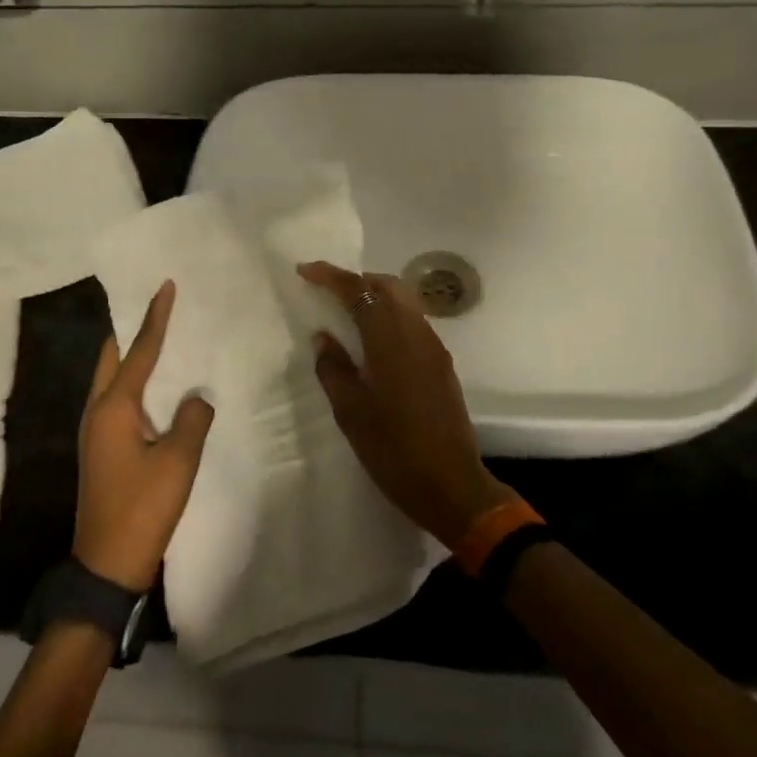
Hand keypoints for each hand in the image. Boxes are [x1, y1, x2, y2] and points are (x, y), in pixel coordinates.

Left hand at [74, 281, 214, 592]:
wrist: (107, 564)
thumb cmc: (143, 508)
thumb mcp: (178, 461)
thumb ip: (192, 419)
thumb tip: (196, 397)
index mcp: (114, 407)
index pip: (139, 350)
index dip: (155, 317)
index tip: (164, 286)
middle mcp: (98, 411)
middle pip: (112, 357)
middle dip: (131, 329)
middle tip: (155, 307)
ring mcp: (95, 431)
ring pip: (110, 379)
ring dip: (129, 356)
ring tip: (156, 337)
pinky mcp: (101, 449)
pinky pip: (115, 399)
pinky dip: (132, 381)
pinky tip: (154, 388)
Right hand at [299, 262, 512, 548]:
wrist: (452, 485)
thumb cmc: (394, 450)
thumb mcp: (351, 412)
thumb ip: (333, 368)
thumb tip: (323, 336)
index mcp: (390, 340)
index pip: (359, 292)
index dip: (330, 277)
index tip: (305, 271)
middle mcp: (416, 333)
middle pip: (387, 286)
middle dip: (355, 281)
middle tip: (326, 290)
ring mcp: (433, 347)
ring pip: (403, 302)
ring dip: (374, 297)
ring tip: (346, 312)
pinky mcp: (441, 363)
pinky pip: (412, 321)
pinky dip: (389, 315)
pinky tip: (373, 339)